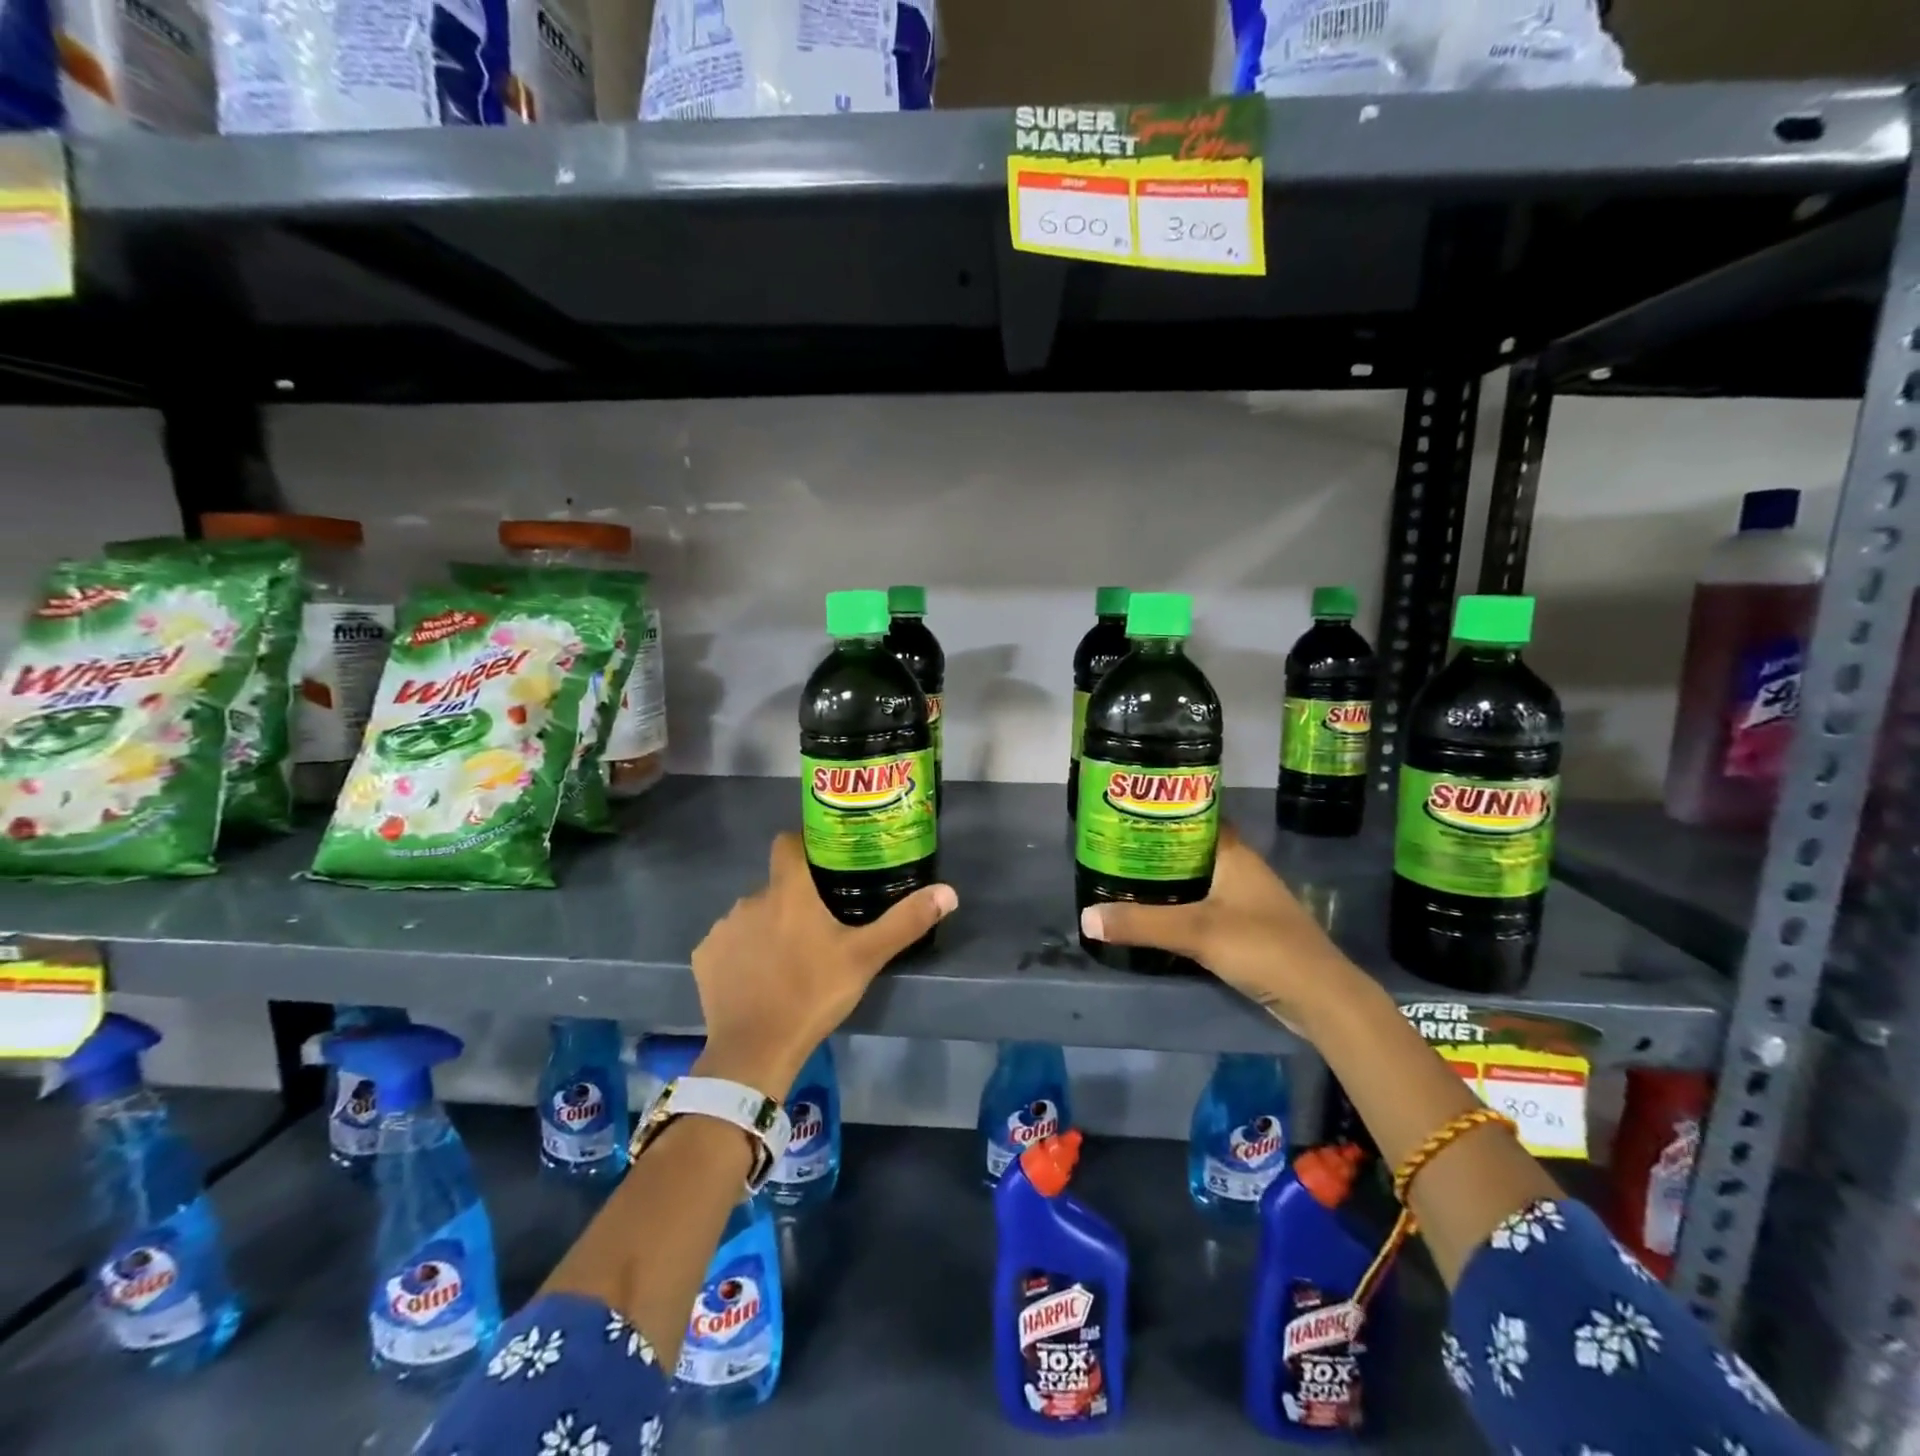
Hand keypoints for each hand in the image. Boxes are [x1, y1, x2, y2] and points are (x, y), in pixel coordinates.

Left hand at [691, 833, 957, 1097]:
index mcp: (789, 891)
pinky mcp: (704, 957)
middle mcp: (750, 899)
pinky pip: (728, 943)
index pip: (788, 843)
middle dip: (793, 900)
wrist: (754, 1050)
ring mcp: (723, 928)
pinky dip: (742, 953)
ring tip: (788, 959)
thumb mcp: (865, 958)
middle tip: (818, 927)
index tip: (823, 860)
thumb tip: (949, 892)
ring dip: (767, 927)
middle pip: (775, 886)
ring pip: (752, 915)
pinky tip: (757, 979)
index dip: (804, 844)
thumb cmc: (812, 993)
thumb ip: (906, 921)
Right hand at [1078, 824, 1362, 1031]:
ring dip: (1167, 881)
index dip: (1163, 812)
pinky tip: (1155, 917)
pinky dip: (1180, 908)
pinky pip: (1205, 907)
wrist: (1320, 998)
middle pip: (1192, 849)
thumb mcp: (1196, 932)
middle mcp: (1241, 870)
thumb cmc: (1262, 947)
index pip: (1195, 817)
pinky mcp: (1247, 929)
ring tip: (1124, 880)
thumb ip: (1142, 924)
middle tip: (1114, 850)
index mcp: (1233, 854)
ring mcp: (1246, 900)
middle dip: (1156, 849)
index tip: (1127, 813)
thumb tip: (1086, 917)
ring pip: (1198, 880)